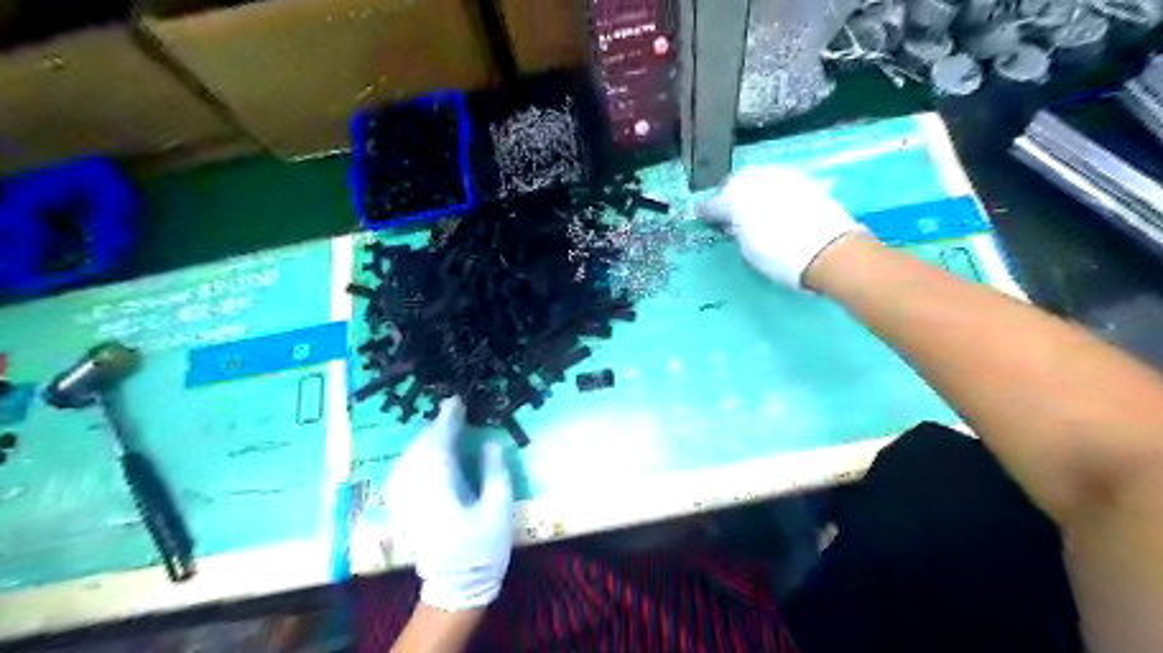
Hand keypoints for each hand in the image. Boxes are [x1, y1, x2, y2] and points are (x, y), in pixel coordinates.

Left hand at [385, 397, 512, 612]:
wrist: (456, 587)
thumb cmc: (482, 549)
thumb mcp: (499, 510)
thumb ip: (495, 473)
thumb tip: (490, 442)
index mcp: (440, 490)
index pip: (438, 445)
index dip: (447, 420)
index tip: (457, 402)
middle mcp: (416, 491)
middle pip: (419, 448)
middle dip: (435, 427)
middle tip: (454, 412)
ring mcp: (405, 501)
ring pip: (408, 458)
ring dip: (425, 439)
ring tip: (443, 427)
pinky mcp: (403, 509)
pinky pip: (404, 471)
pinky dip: (415, 455)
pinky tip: (425, 453)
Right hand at [694, 168, 866, 286]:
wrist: (828, 251)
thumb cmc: (780, 257)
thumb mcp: (747, 249)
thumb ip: (735, 231)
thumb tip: (731, 224)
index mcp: (733, 199)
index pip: (712, 205)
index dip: (708, 215)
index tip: (707, 221)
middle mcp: (754, 180)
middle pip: (734, 185)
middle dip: (730, 198)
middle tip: (731, 216)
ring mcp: (780, 176)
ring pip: (757, 180)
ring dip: (752, 193)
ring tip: (755, 211)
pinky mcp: (802, 180)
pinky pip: (778, 183)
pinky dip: (773, 193)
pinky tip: (777, 208)